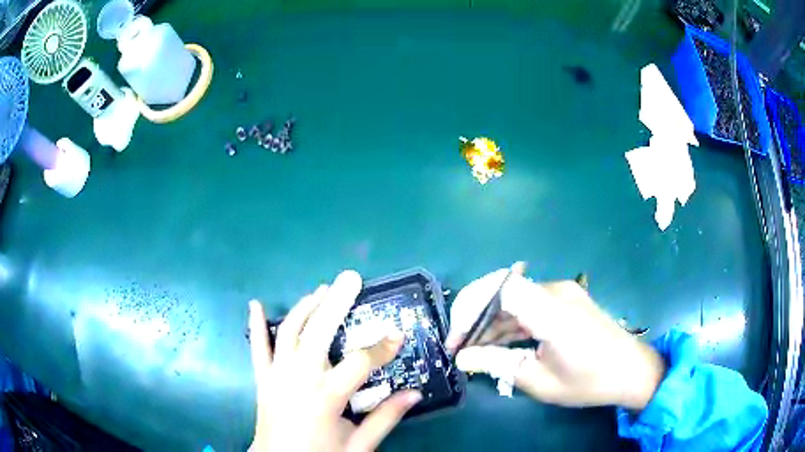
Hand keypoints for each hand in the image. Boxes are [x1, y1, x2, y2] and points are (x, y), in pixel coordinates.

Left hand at [249, 270, 421, 451]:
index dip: (382, 347)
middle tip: (351, 279)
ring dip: (305, 308)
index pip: (360, 362)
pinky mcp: (262, 379)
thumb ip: (386, 418)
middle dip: (337, 303)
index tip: (399, 334)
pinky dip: (256, 325)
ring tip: (321, 290)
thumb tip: (414, 394)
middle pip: (319, 332)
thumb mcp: (359, 445)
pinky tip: (255, 304)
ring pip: (289, 332)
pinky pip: (257, 347)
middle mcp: (299, 378)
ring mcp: (277, 375)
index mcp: (326, 396)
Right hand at [446, 265, 664, 409]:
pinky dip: (510, 322)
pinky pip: (529, 304)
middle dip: (475, 317)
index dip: (469, 306)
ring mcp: (563, 293)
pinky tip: (500, 343)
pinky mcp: (566, 300)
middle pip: (502, 291)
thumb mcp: (540, 381)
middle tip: (461, 348)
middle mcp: (555, 291)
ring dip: (491, 321)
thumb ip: (498, 364)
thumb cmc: (589, 381)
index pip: (498, 287)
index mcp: (551, 311)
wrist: (632, 370)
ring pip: (514, 298)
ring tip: (475, 350)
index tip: (456, 338)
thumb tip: (462, 358)